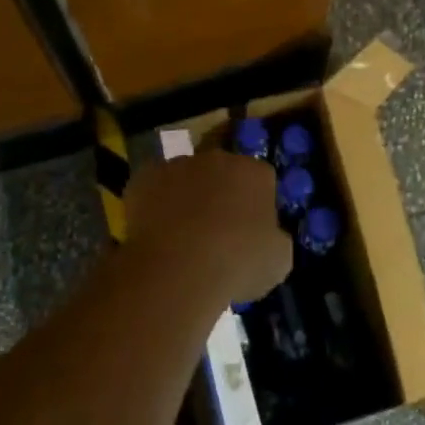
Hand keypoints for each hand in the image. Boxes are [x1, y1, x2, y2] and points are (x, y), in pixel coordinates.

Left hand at [124, 152, 289, 307]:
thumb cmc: (237, 263)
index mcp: (256, 172)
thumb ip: (276, 239)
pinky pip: (154, 187)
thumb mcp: (278, 261)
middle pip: (223, 172)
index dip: (257, 204)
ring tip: (181, 235)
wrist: (179, 266)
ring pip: (187, 177)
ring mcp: (180, 164)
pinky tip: (155, 233)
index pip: (262, 179)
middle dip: (221, 194)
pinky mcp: (146, 176)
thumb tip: (270, 236)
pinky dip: (155, 204)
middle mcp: (219, 158)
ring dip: (187, 196)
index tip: (251, 231)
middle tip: (216, 231)